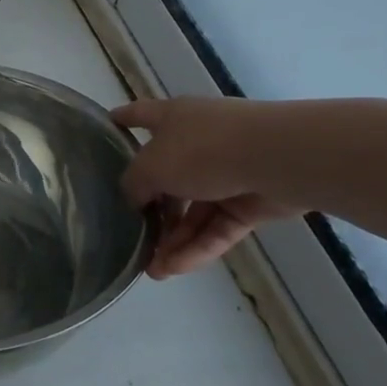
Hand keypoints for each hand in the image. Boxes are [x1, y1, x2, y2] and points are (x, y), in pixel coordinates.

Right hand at [113, 97, 299, 277]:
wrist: (277, 159)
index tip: (109, 124)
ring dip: (173, 239)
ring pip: (193, 210)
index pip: (141, 115)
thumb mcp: (150, 166)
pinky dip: (197, 247)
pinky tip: (174, 269)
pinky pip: (217, 227)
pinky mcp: (250, 203)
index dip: (123, 119)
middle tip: (133, 235)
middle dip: (150, 208)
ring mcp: (227, 172)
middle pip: (167, 176)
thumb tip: (134, 197)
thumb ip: (134, 184)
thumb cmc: (203, 150)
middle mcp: (198, 141)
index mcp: (173, 119)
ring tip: (153, 270)